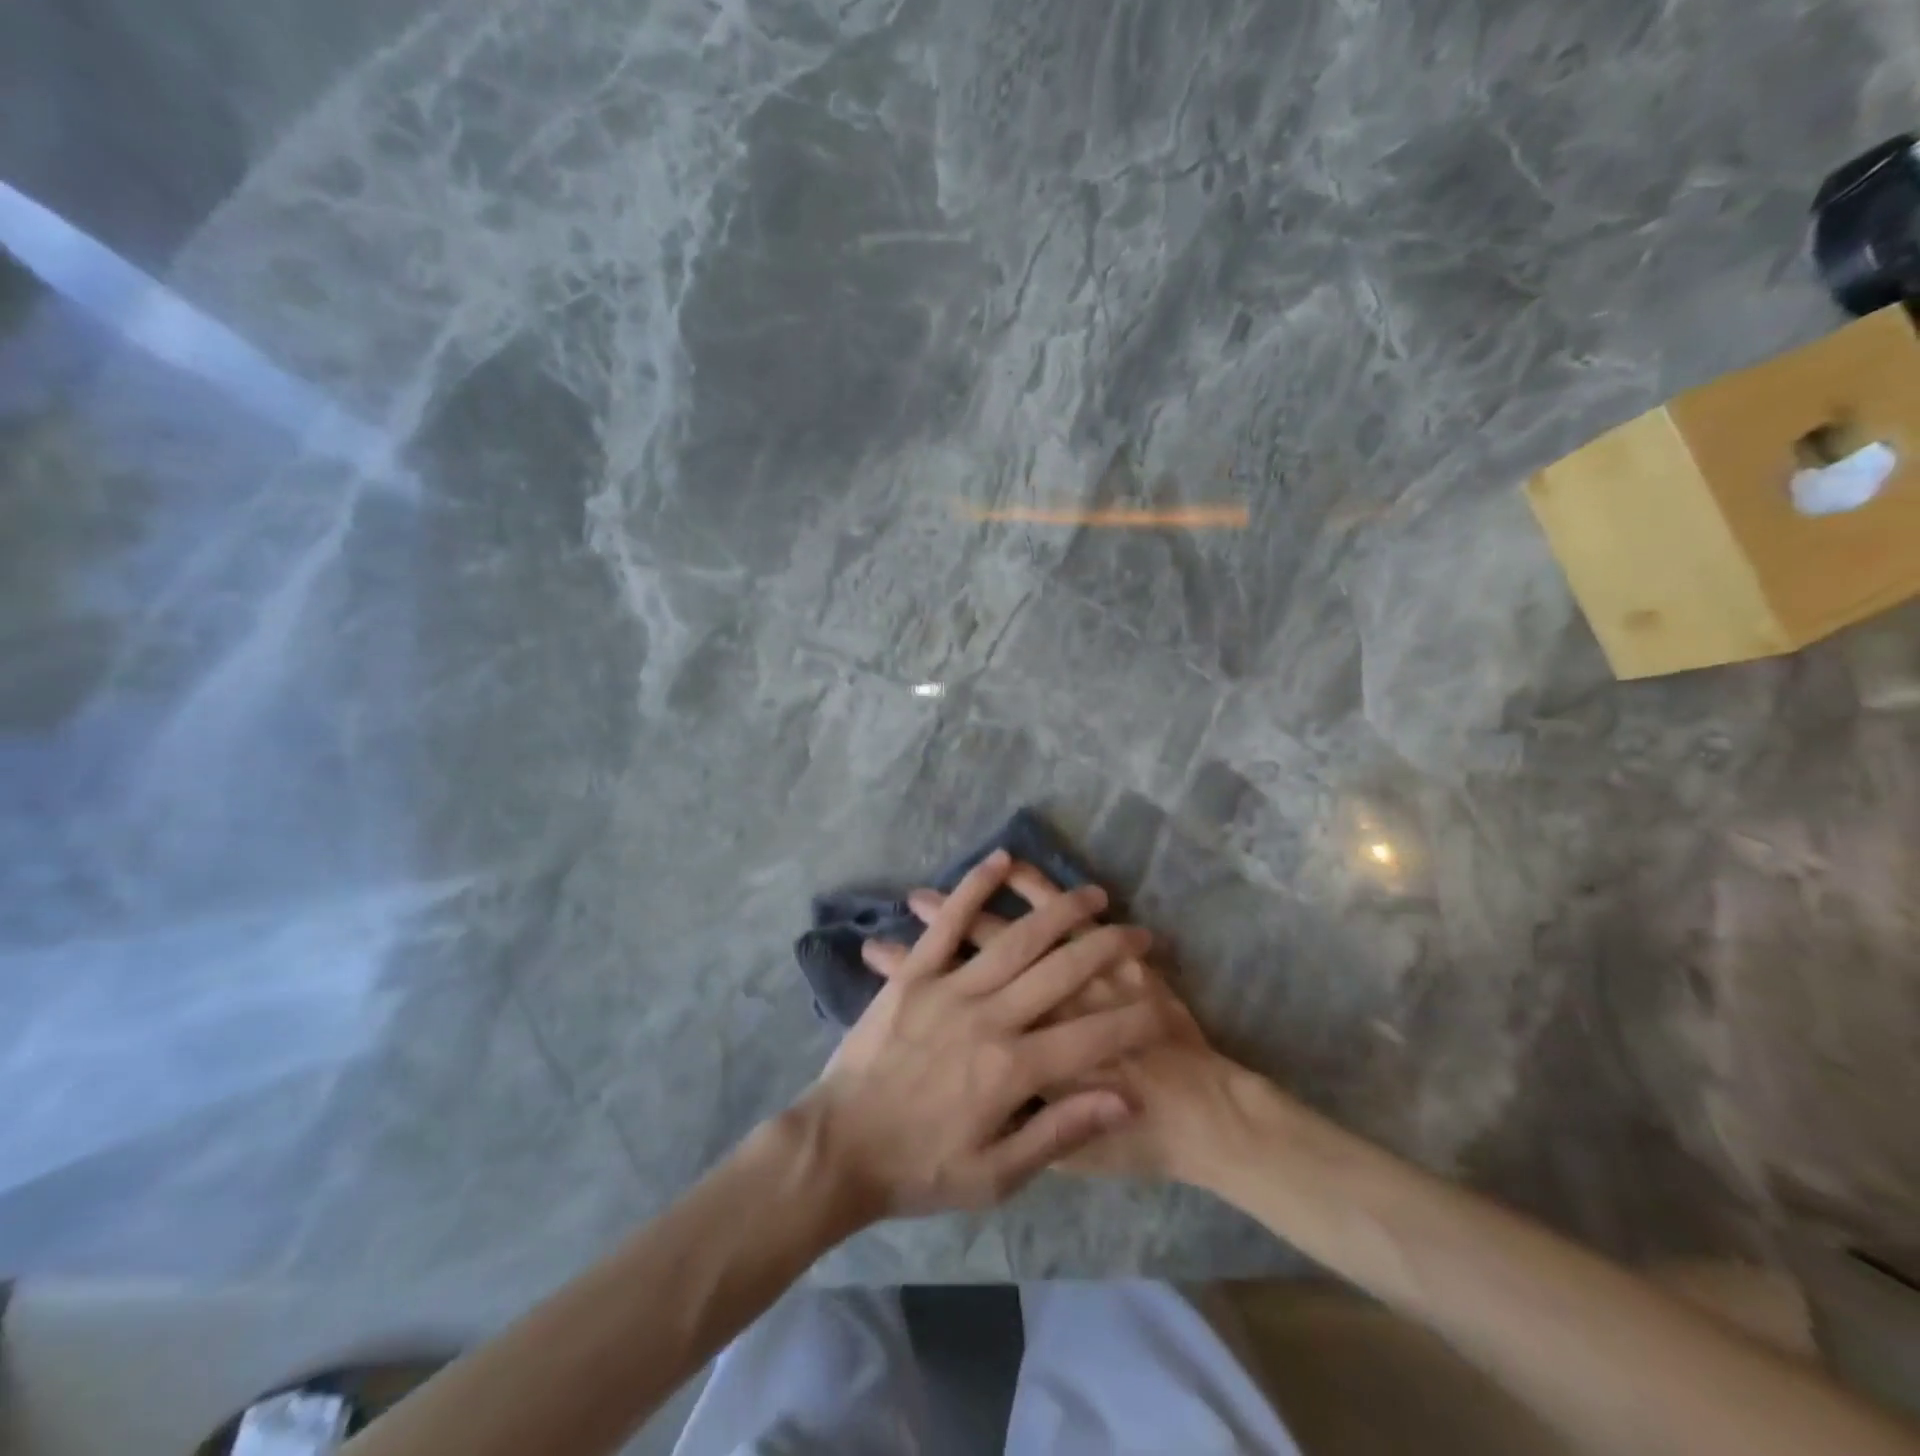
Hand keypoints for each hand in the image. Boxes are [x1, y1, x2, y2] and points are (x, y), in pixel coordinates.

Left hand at [798, 849, 1173, 1222]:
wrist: (838, 1149)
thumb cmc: (919, 1170)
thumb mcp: (995, 1176)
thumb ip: (1059, 1132)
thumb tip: (1123, 1101)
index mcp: (1013, 1070)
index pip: (1092, 1038)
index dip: (1133, 1023)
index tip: (1163, 1010)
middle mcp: (989, 1018)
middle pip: (1061, 972)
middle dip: (1106, 947)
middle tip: (1136, 931)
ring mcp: (950, 989)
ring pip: (1015, 939)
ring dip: (1058, 912)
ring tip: (1092, 893)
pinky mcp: (915, 975)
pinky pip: (950, 925)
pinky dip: (975, 889)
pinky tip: (1001, 861)